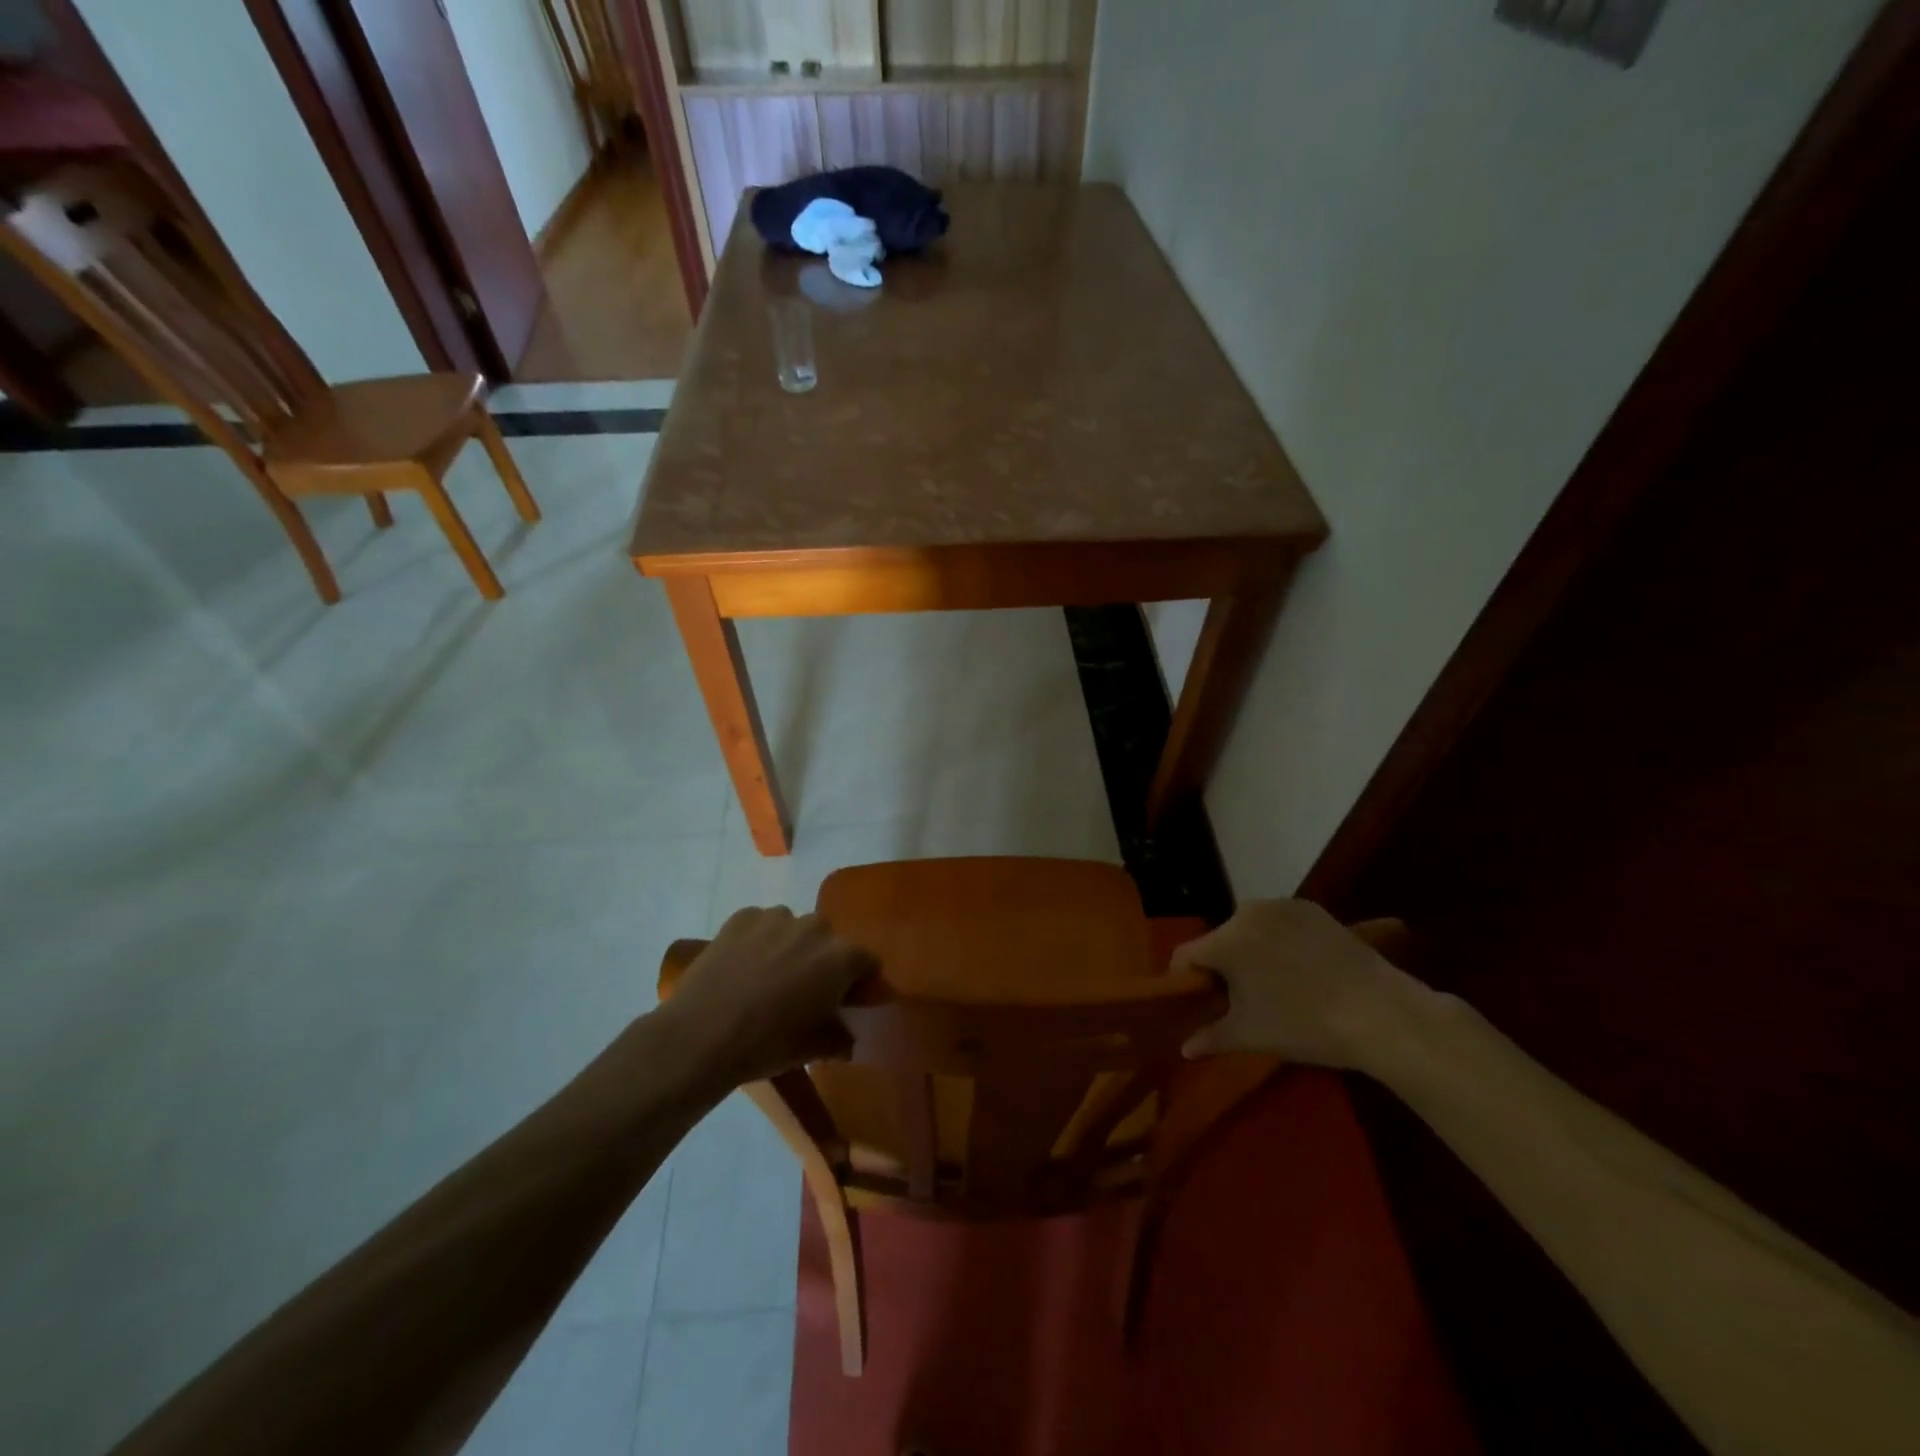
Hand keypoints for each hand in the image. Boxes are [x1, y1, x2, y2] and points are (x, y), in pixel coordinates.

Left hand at [664, 907, 876, 1087]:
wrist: (701, 1034)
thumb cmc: (767, 1044)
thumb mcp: (812, 1049)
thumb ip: (839, 1039)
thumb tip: (847, 1039)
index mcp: (841, 957)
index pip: (867, 961)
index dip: (859, 981)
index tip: (845, 1001)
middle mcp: (815, 927)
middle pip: (829, 941)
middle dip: (822, 961)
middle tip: (803, 991)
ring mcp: (776, 917)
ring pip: (794, 928)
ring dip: (790, 947)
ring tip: (767, 977)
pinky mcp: (742, 916)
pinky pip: (761, 924)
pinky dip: (758, 940)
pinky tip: (742, 967)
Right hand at [1174, 899, 1423, 1069]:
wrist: (1380, 1012)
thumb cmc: (1304, 1024)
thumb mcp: (1251, 1035)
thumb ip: (1211, 1037)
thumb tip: (1185, 1048)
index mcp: (1225, 940)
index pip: (1186, 956)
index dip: (1186, 981)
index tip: (1198, 1003)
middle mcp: (1247, 912)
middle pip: (1219, 940)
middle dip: (1223, 966)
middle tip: (1240, 999)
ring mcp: (1282, 906)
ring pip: (1250, 929)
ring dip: (1252, 951)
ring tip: (1274, 984)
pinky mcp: (1312, 909)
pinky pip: (1281, 924)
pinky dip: (1281, 941)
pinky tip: (1302, 969)